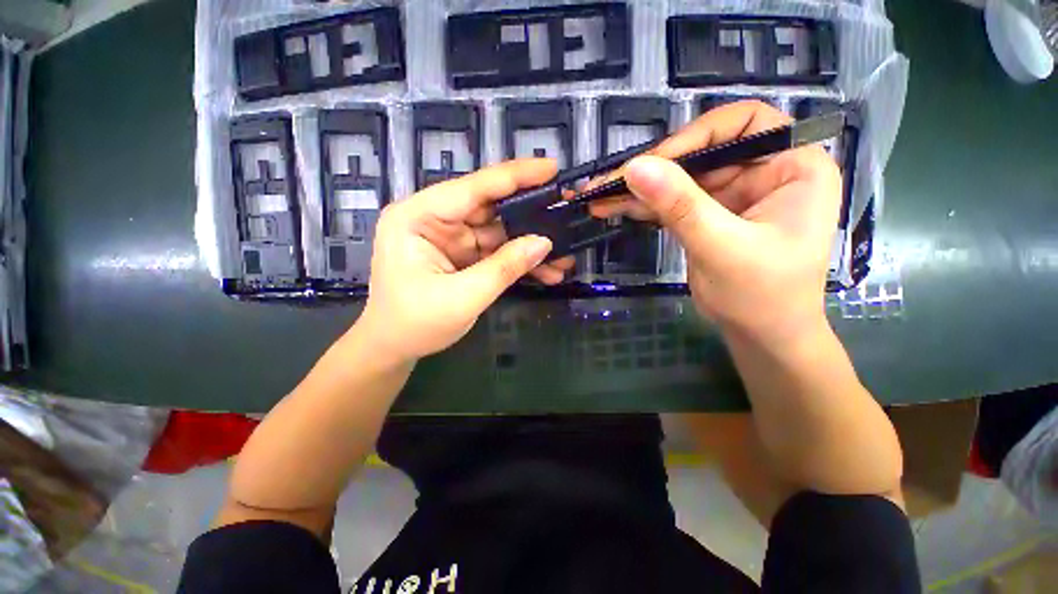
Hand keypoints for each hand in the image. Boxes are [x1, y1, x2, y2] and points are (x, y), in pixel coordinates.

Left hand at [356, 159, 574, 363]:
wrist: (395, 348)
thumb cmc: (414, 324)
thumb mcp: (462, 298)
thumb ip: (504, 268)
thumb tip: (544, 242)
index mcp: (417, 217)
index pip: (472, 188)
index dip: (514, 177)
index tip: (551, 168)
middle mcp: (434, 220)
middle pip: (490, 208)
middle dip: (530, 215)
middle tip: (566, 211)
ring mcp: (451, 238)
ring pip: (499, 232)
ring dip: (530, 245)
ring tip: (565, 255)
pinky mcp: (462, 255)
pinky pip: (497, 252)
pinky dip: (520, 261)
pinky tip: (546, 271)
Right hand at [590, 101, 841, 342]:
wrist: (760, 335)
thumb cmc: (762, 296)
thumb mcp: (722, 247)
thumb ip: (680, 206)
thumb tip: (634, 168)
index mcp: (792, 166)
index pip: (742, 125)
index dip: (695, 137)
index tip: (653, 163)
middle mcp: (763, 171)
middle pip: (700, 154)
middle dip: (652, 169)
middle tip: (607, 182)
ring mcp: (732, 194)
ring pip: (679, 179)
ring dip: (638, 189)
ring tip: (598, 196)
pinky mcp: (707, 215)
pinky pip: (671, 202)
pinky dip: (642, 206)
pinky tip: (612, 208)